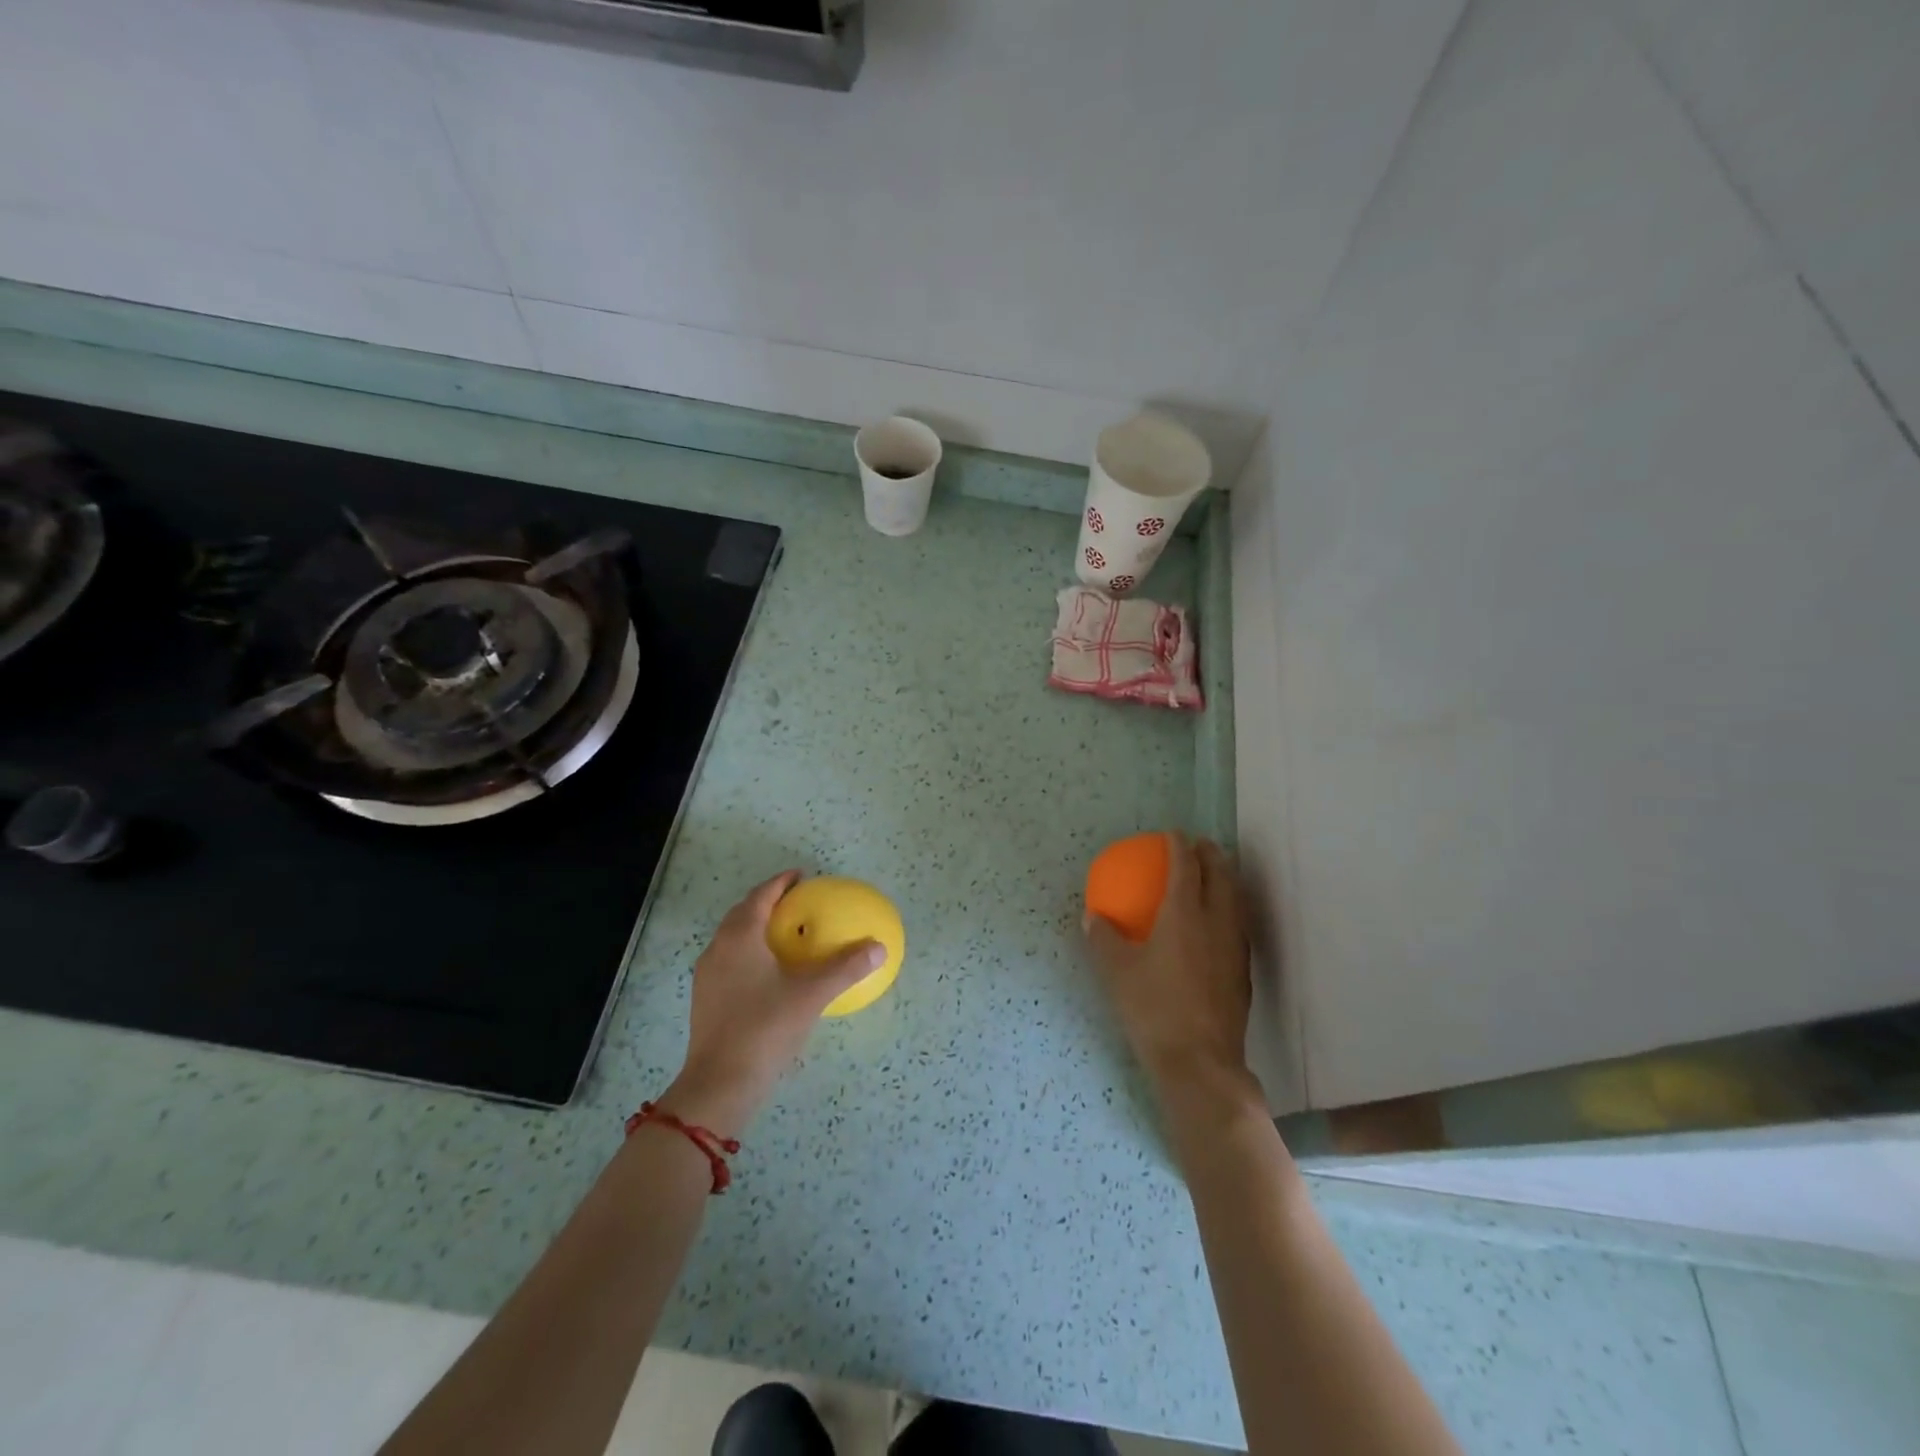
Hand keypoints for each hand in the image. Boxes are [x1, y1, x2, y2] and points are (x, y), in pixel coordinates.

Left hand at [661, 871, 881, 1138]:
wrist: (720, 1083)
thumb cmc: (765, 1028)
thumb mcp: (812, 995)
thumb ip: (846, 968)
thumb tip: (879, 948)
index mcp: (740, 937)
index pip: (761, 896)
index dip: (781, 883)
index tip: (802, 876)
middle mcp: (719, 949)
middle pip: (743, 913)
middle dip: (768, 902)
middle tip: (797, 903)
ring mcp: (708, 975)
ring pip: (733, 938)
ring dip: (757, 928)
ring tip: (786, 934)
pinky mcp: (706, 999)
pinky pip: (730, 961)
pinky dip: (750, 953)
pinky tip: (771, 973)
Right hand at [1084, 834, 1259, 1111]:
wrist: (1199, 1062)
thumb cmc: (1153, 1009)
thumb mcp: (1116, 972)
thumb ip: (1103, 940)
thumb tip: (1093, 917)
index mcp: (1183, 914)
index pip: (1186, 867)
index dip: (1179, 845)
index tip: (1172, 833)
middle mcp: (1215, 922)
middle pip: (1221, 875)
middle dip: (1212, 854)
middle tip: (1200, 845)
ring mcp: (1234, 947)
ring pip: (1236, 899)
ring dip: (1226, 879)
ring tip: (1214, 874)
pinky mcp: (1242, 971)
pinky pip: (1238, 924)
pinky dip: (1229, 908)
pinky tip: (1216, 923)